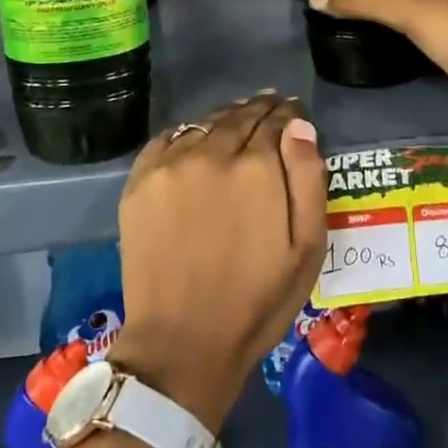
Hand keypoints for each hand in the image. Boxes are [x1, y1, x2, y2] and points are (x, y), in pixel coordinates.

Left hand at [107, 94, 327, 432]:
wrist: (182, 341)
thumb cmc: (256, 301)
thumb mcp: (306, 248)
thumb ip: (308, 179)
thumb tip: (300, 126)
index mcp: (256, 167)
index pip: (275, 120)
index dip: (287, 114)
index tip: (292, 111)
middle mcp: (211, 153)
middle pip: (239, 116)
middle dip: (258, 110)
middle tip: (269, 106)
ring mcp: (170, 164)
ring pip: (204, 123)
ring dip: (224, 118)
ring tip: (236, 120)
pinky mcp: (140, 181)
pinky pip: (168, 139)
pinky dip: (187, 134)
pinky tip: (196, 141)